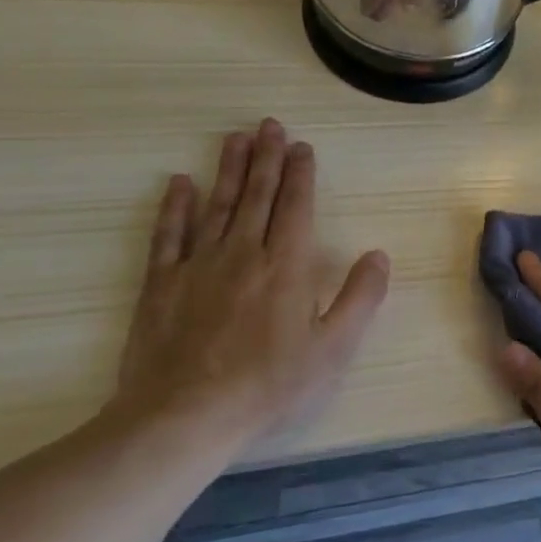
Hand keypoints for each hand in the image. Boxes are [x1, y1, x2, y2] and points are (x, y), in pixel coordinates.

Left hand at [111, 118, 390, 451]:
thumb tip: (378, 255)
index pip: (296, 206)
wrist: (185, 417)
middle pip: (257, 195)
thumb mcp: (334, 349)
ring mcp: (198, 265)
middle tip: (268, 125)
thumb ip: (360, 298)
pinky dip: (175, 206)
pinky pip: (169, 235)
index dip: (300, 174)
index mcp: (287, 265)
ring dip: (229, 169)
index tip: (301, 146)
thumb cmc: (269, 385)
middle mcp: (244, 252)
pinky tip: (180, 183)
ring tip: (235, 137)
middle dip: (266, 157)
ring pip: (218, 204)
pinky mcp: (162, 284)